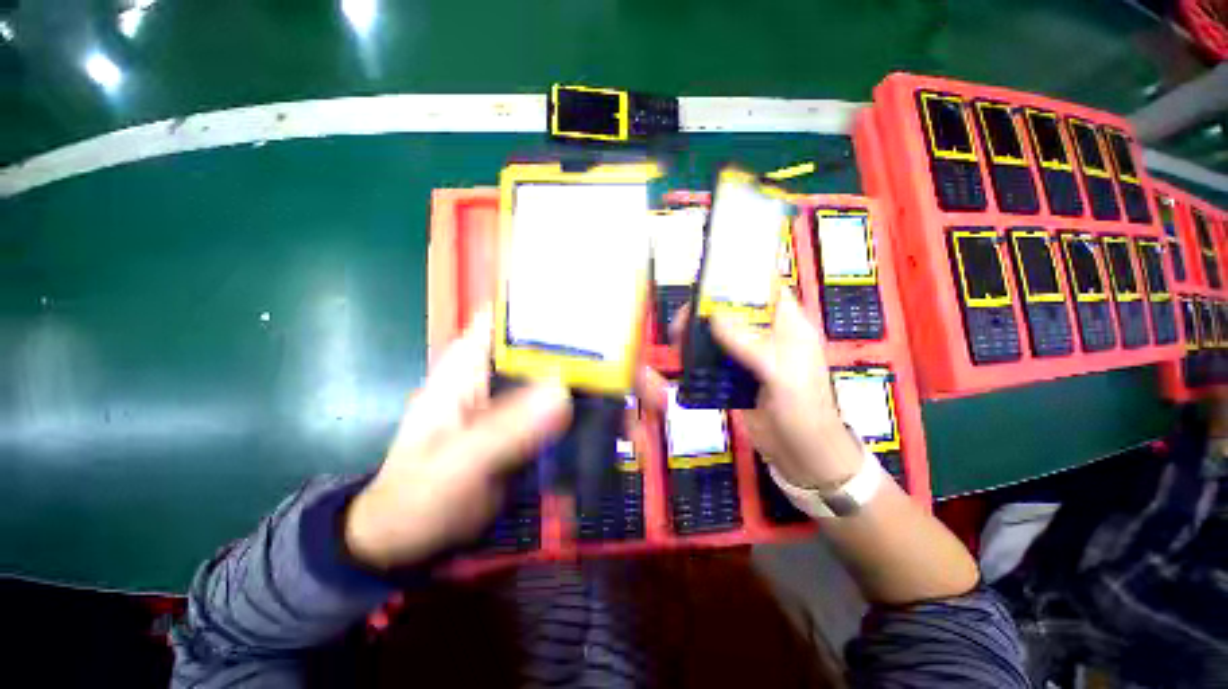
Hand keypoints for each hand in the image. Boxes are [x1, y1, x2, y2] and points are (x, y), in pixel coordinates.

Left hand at [344, 310, 667, 570]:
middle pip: (565, 349)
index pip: (519, 315)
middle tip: (650, 386)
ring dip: (614, 395)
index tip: (609, 313)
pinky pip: (577, 413)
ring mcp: (524, 399)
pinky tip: (626, 436)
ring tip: (648, 417)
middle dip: (609, 362)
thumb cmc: (416, 499)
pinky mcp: (536, 426)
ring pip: (578, 381)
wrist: (409, 542)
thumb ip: (501, 433)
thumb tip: (562, 394)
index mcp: (475, 362)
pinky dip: (603, 421)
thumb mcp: (454, 468)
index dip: (562, 306)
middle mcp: (506, 372)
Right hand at [676, 290, 863, 488]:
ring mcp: (750, 355)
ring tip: (677, 335)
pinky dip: (699, 354)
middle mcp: (767, 335)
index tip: (712, 277)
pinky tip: (683, 355)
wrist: (800, 452)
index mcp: (788, 325)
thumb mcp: (780, 371)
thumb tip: (715, 317)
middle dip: (709, 308)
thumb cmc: (802, 407)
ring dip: (699, 332)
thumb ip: (749, 343)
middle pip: (736, 310)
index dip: (742, 278)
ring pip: (721, 334)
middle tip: (684, 315)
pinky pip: (715, 357)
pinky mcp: (736, 375)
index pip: (767, 289)